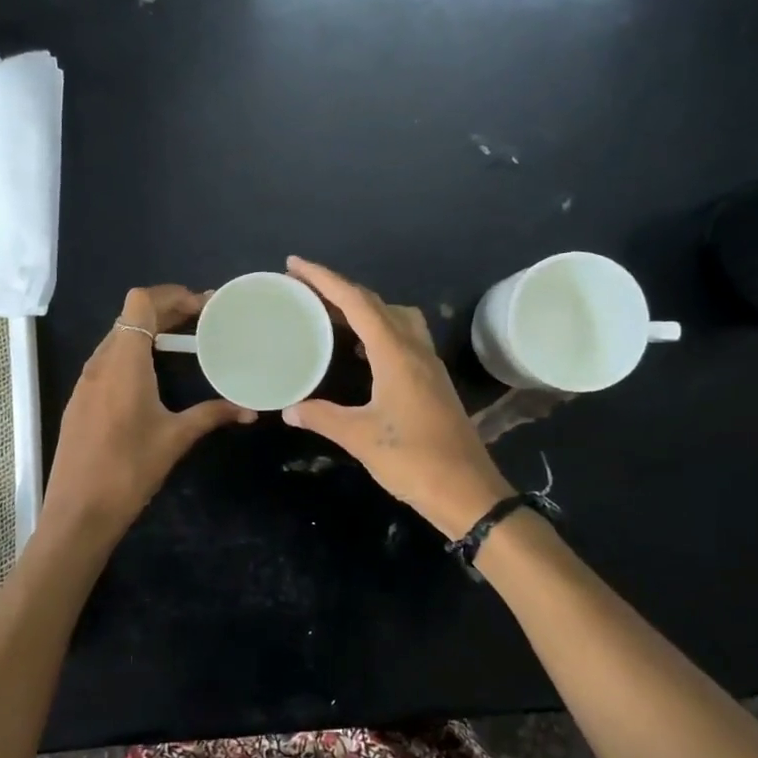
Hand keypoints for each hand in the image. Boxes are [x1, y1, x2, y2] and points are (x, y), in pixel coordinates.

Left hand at [42, 285, 255, 544]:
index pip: (140, 303)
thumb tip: (251, 410)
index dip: (171, 295)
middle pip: (130, 317)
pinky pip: (108, 360)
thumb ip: (212, 415)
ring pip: (117, 338)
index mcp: (123, 362)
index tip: (203, 306)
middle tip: (203, 319)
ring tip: (184, 342)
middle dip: (166, 310)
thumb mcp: (176, 439)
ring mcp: (85, 381)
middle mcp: (100, 362)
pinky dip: (134, 353)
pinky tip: (154, 375)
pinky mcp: (80, 400)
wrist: (78, 512)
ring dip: (149, 332)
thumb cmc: (129, 470)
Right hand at [283, 256, 511, 538]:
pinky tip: (359, 351)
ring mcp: (428, 365)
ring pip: (394, 318)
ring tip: (330, 315)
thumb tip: (289, 409)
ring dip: (362, 309)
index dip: (325, 279)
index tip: (295, 265)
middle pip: (376, 304)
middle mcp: (415, 350)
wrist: (468, 492)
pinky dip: (376, 331)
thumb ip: (322, 417)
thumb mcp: (360, 438)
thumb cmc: (414, 460)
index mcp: (396, 354)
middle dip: (340, 290)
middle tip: (305, 289)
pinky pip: (401, 339)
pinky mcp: (431, 382)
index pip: (357, 302)